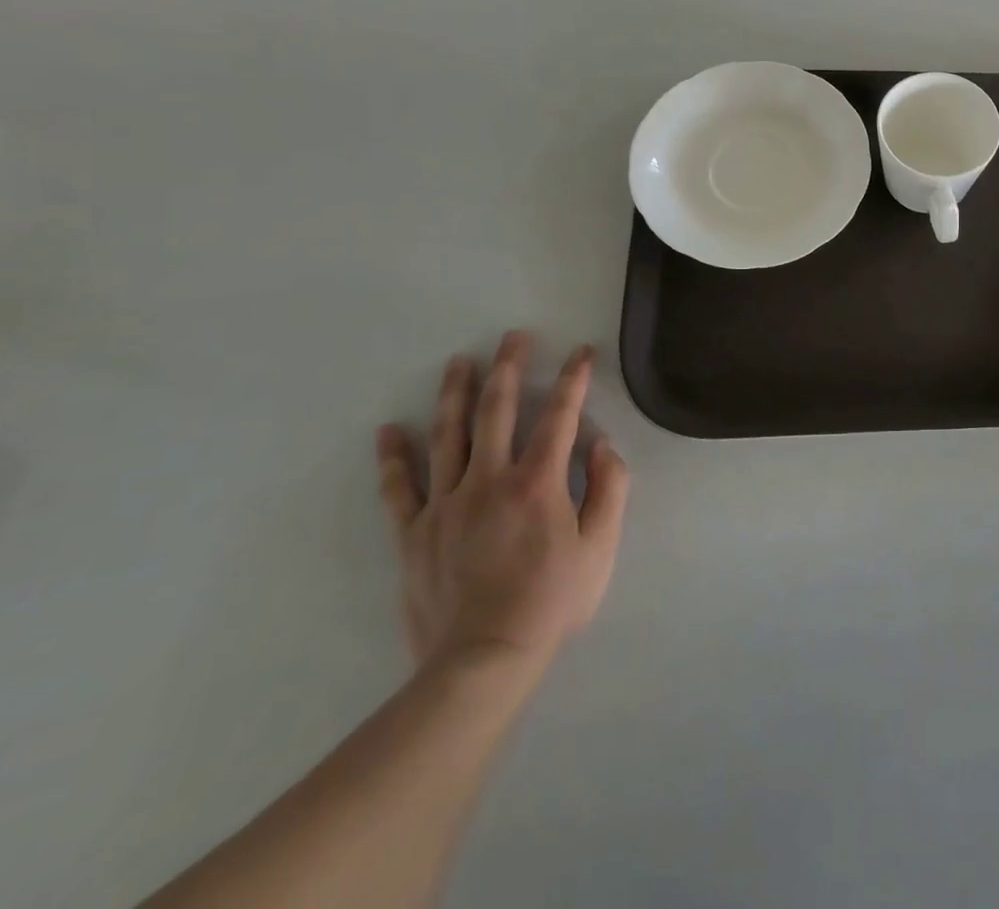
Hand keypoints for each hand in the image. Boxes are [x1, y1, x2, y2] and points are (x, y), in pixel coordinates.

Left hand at [375, 332, 630, 676]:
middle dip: (508, 368)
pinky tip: (390, 430)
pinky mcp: (415, 533)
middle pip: (497, 411)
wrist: (482, 660)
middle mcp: (489, 481)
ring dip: (455, 393)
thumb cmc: (552, 600)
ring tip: (459, 361)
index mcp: (538, 482)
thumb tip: (601, 444)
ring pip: (449, 436)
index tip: (580, 352)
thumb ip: (609, 488)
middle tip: (513, 337)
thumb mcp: (601, 546)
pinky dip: (394, 457)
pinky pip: (400, 488)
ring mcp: (446, 505)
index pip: (560, 416)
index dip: (573, 379)